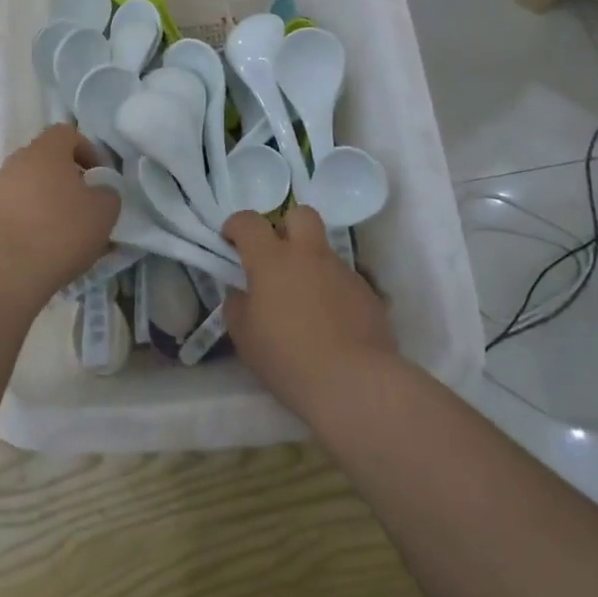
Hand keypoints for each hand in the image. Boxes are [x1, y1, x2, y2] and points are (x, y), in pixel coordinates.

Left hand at [0, 125, 119, 299]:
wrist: (2, 270)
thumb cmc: (60, 230)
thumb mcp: (104, 211)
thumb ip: (108, 193)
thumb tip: (100, 191)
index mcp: (46, 150)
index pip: (67, 133)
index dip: (88, 150)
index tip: (100, 177)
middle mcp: (17, 162)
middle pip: (47, 161)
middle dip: (68, 180)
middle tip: (85, 206)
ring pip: (30, 188)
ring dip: (49, 203)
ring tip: (66, 234)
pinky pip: (16, 212)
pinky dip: (31, 224)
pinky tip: (44, 249)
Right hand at [222, 206, 398, 417]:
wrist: (354, 382)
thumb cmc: (288, 358)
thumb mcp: (245, 336)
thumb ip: (238, 305)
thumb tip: (242, 292)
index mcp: (272, 259)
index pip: (249, 222)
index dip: (235, 226)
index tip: (230, 242)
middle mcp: (309, 254)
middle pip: (299, 214)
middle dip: (285, 226)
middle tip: (275, 256)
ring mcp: (342, 270)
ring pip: (323, 250)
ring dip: (310, 264)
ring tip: (304, 303)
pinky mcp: (367, 292)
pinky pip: (343, 279)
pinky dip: (332, 291)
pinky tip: (330, 323)